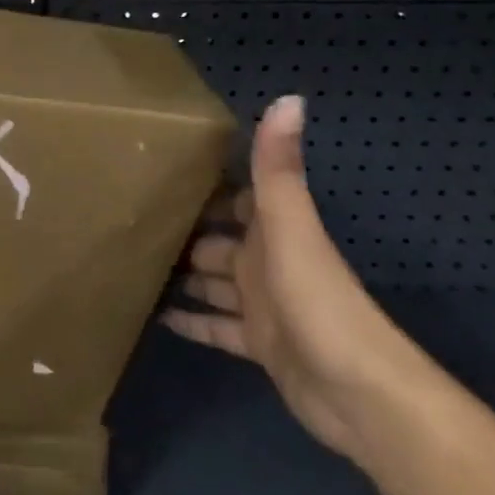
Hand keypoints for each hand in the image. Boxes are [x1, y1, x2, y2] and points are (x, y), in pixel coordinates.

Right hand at [162, 96, 430, 465]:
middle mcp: (268, 264)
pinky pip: (216, 328)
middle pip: (220, 243)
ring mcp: (264, 307)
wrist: (361, 396)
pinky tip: (157, 315)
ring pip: (215, 285)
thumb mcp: (292, 227)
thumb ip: (278, 170)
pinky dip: (192, 321)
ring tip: (135, 265)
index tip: (165, 172)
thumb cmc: (318, 301)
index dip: (209, 187)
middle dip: (185, 233)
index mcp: (275, 233)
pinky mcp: (259, 346)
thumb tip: (289, 98)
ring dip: (184, 277)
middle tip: (133, 224)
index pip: (240, 199)